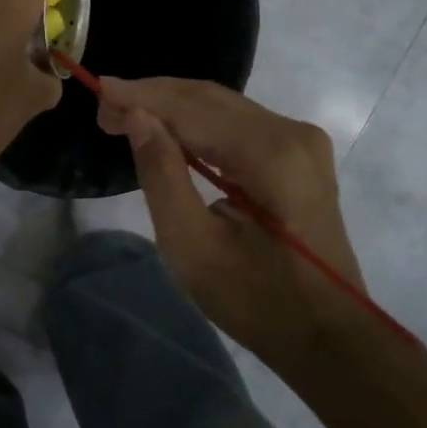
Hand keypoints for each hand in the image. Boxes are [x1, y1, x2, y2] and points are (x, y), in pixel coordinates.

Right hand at [96, 77, 363, 370]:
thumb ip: (161, 174)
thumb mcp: (192, 246)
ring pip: (222, 107)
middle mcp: (291, 132)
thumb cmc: (257, 300)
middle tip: (105, 109)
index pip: (193, 108)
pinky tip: (167, 132)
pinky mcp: (299, 153)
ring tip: (125, 117)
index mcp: (271, 154)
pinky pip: (238, 124)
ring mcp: (301, 140)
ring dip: (172, 108)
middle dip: (153, 98)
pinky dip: (197, 124)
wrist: (328, 336)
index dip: (142, 96)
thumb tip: (135, 114)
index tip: (98, 91)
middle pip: (208, 98)